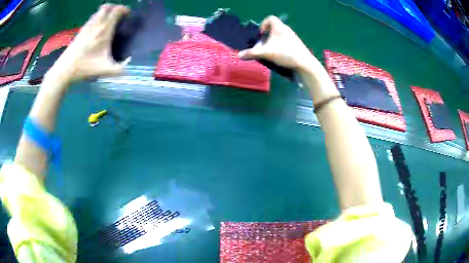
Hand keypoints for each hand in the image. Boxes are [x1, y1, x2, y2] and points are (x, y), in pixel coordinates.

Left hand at [48, 4, 129, 82]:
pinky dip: (97, 17)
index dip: (123, 9)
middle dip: (114, 8)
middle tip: (118, 15)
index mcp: (104, 31)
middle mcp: (96, 25)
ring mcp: (87, 27)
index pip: (116, 11)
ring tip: (108, 19)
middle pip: (107, 7)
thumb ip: (119, 70)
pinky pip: (91, 18)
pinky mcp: (81, 31)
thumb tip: (129, 69)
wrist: (65, 69)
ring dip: (105, 11)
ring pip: (98, 12)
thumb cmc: (85, 67)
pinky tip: (97, 27)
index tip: (127, 14)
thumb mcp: (104, 70)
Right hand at [238, 16, 315, 70]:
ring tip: (270, 52)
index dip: (263, 24)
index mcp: (279, 27)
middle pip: (274, 28)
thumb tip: (239, 55)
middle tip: (263, 45)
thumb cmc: (285, 53)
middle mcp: (286, 30)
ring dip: (273, 42)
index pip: (270, 18)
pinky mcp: (296, 45)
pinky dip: (280, 47)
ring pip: (280, 36)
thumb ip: (252, 53)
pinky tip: (279, 56)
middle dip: (267, 36)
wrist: (305, 64)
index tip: (261, 34)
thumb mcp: (267, 52)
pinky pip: (285, 42)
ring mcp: (293, 38)